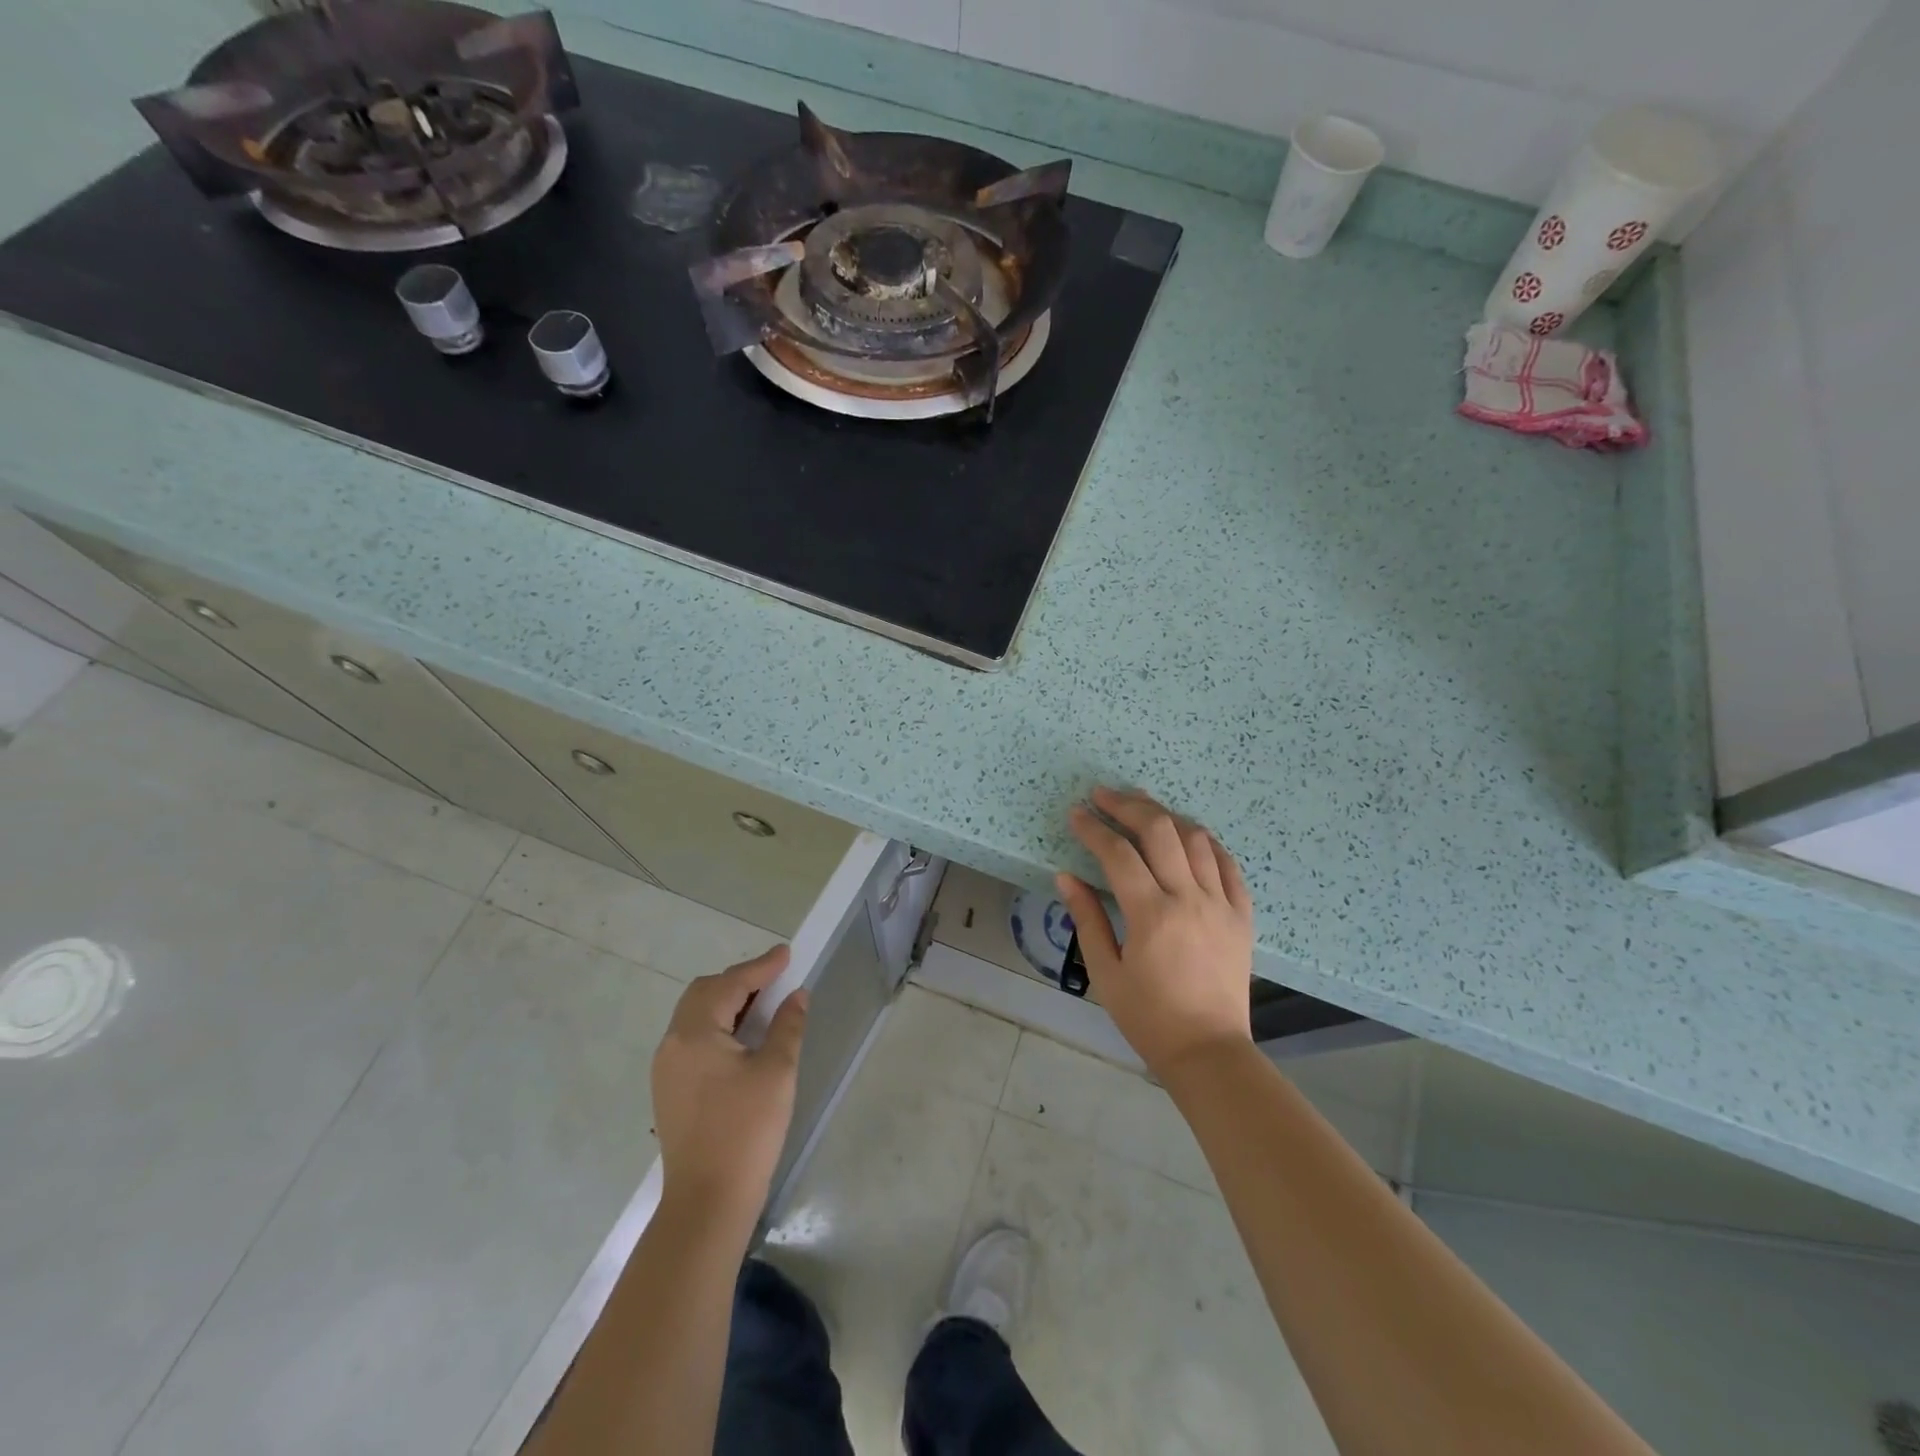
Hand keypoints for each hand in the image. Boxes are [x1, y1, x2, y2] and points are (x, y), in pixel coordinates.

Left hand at [650, 947, 806, 1225]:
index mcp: (695, 1033)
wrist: (707, 1202)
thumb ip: (787, 1026)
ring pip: (696, 1017)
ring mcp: (667, 1069)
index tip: (787, 953)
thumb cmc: (746, 1131)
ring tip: (764, 1005)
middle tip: (775, 979)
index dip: (761, 967)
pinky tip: (743, 1039)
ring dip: (728, 1003)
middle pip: (704, 994)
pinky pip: (693, 1040)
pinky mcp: (670, 1090)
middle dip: (740, 981)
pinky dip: (718, 1027)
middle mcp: (672, 1044)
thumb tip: (796, 995)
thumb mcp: (777, 1072)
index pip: (730, 985)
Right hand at [1057, 786, 1254, 1079]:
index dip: (1094, 828)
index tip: (1076, 813)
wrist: (1209, 1051)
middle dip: (1129, 805)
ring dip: (1166, 817)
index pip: (1118, 854)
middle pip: (1160, 831)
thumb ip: (1087, 919)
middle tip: (1105, 796)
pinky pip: (1229, 864)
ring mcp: (1221, 904)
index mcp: (1151, 915)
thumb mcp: (1105, 972)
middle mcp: (1189, 898)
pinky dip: (1206, 843)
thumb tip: (1066, 876)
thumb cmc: (1148, 1017)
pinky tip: (1189, 837)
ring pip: (1196, 839)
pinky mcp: (1242, 915)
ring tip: (1143, 809)